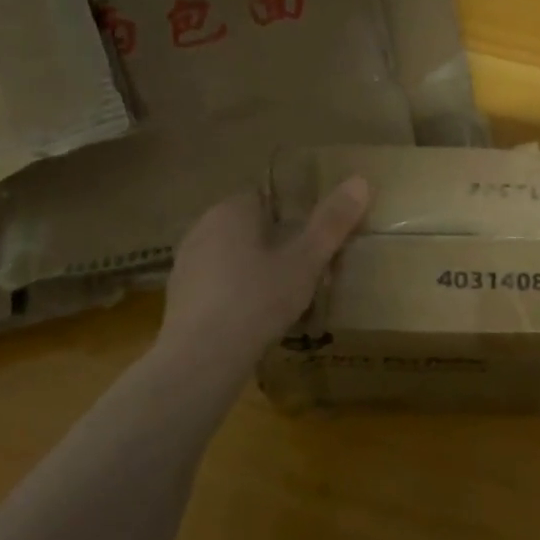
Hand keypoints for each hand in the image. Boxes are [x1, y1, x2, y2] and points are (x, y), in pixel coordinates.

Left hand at [159, 178, 370, 371]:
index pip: (267, 197)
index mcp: (231, 210)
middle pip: (250, 228)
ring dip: (255, 270)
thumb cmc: (257, 300)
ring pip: (232, 257)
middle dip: (276, 245)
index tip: (315, 240)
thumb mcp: (306, 261)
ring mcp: (186, 263)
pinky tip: (254, 319)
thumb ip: (332, 222)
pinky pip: (218, 285)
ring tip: (284, 298)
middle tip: (307, 271)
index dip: (294, 215)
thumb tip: (361, 180)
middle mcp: (202, 228)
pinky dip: (237, 294)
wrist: (200, 359)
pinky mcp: (179, 297)